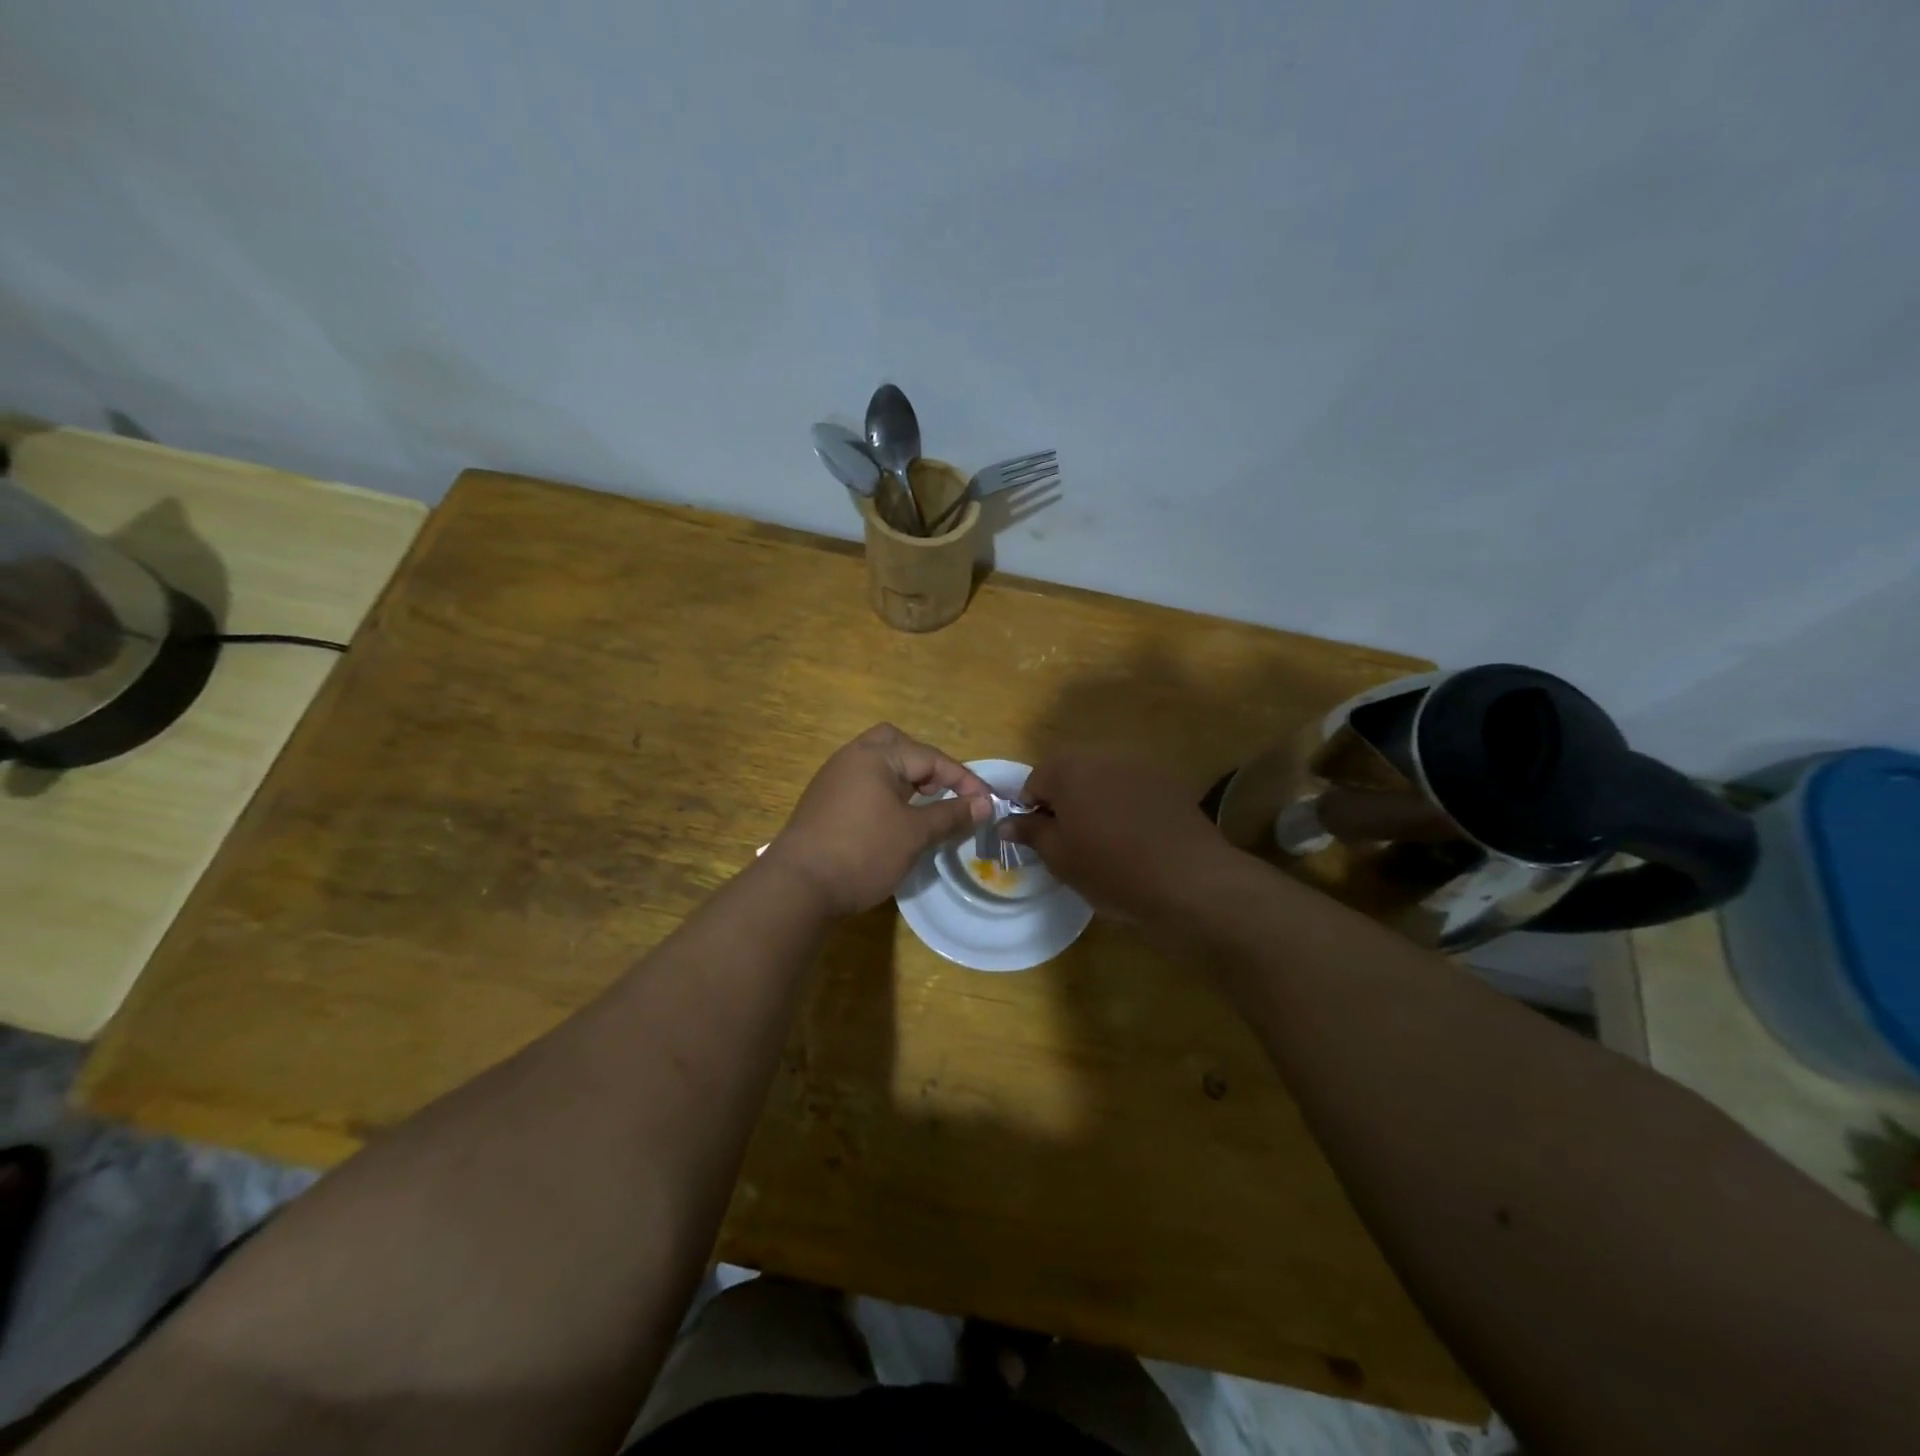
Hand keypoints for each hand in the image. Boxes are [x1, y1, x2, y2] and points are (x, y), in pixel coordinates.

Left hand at [765, 724, 991, 916]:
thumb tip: (984, 804)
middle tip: (940, 793)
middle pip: (898, 745)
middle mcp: (852, 757)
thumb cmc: (862, 852)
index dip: (963, 779)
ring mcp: (834, 779)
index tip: (987, 803)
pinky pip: (863, 784)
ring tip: (922, 809)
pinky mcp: (824, 802)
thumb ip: (951, 814)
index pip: (930, 757)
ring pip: (878, 765)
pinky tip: (893, 822)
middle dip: (926, 766)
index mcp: (875, 755)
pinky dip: (885, 794)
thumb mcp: (914, 834)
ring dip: (905, 781)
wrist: (797, 887)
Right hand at [1005, 748, 1232, 920]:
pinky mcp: (1166, 779)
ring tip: (1104, 840)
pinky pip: (1130, 787)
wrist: (1189, 877)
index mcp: (1068, 767)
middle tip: (1071, 842)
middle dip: (1064, 802)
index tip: (1044, 842)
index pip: (1033, 782)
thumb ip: (1030, 833)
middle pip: (1068, 773)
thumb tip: (1006, 823)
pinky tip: (1134, 836)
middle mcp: (1102, 753)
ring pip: (1101, 778)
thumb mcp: (1060, 857)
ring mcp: (1138, 763)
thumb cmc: (1112, 868)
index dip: (1032, 813)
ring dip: (1094, 801)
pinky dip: (1124, 804)